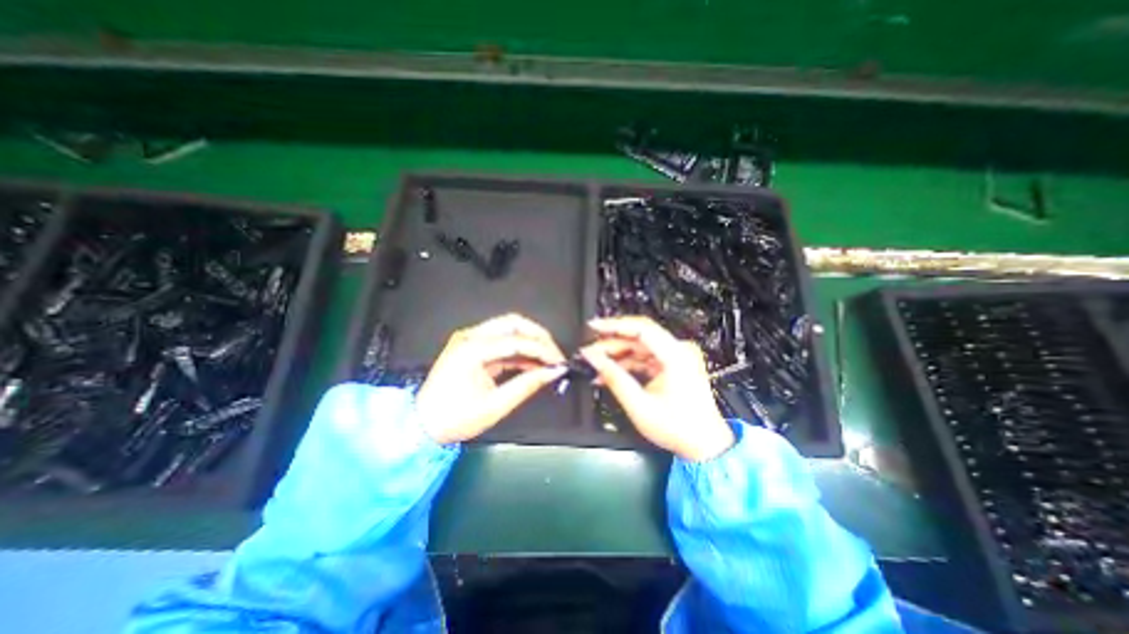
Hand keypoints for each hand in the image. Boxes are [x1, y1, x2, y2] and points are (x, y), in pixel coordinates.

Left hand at [413, 311, 569, 443]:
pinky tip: (532, 363)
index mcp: (472, 349)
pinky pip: (502, 341)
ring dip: (530, 341)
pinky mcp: (472, 346)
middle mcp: (470, 337)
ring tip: (547, 360)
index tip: (559, 362)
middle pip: (513, 323)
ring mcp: (470, 339)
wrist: (421, 425)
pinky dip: (519, 349)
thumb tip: (553, 372)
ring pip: (509, 328)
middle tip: (554, 354)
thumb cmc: (454, 418)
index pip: (517, 341)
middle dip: (538, 336)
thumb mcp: (495, 405)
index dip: (542, 350)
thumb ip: (527, 385)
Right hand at [578, 317, 738, 460]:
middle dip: (611, 344)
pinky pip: (645, 357)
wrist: (704, 445)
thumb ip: (614, 378)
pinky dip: (627, 364)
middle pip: (638, 336)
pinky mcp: (672, 365)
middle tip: (589, 352)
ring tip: (596, 365)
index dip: (614, 325)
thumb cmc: (679, 428)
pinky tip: (611, 372)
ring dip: (617, 355)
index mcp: (676, 355)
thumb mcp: (640, 405)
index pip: (641, 327)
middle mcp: (679, 351)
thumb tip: (593, 359)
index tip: (594, 327)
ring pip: (639, 347)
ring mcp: (677, 357)